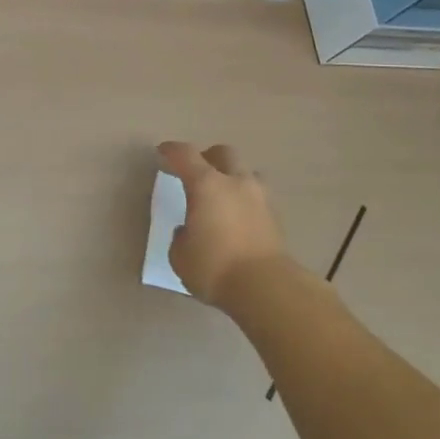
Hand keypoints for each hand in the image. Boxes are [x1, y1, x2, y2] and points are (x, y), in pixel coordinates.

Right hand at [157, 141, 289, 307]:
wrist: (266, 288)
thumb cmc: (215, 268)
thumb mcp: (181, 256)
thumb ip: (181, 236)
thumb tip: (187, 230)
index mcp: (206, 184)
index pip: (185, 155)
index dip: (171, 150)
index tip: (163, 152)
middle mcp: (235, 182)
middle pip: (223, 153)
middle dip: (208, 157)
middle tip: (196, 172)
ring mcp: (260, 197)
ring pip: (246, 172)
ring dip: (233, 177)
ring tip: (223, 195)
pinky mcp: (276, 217)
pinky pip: (258, 196)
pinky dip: (246, 200)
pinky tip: (239, 217)